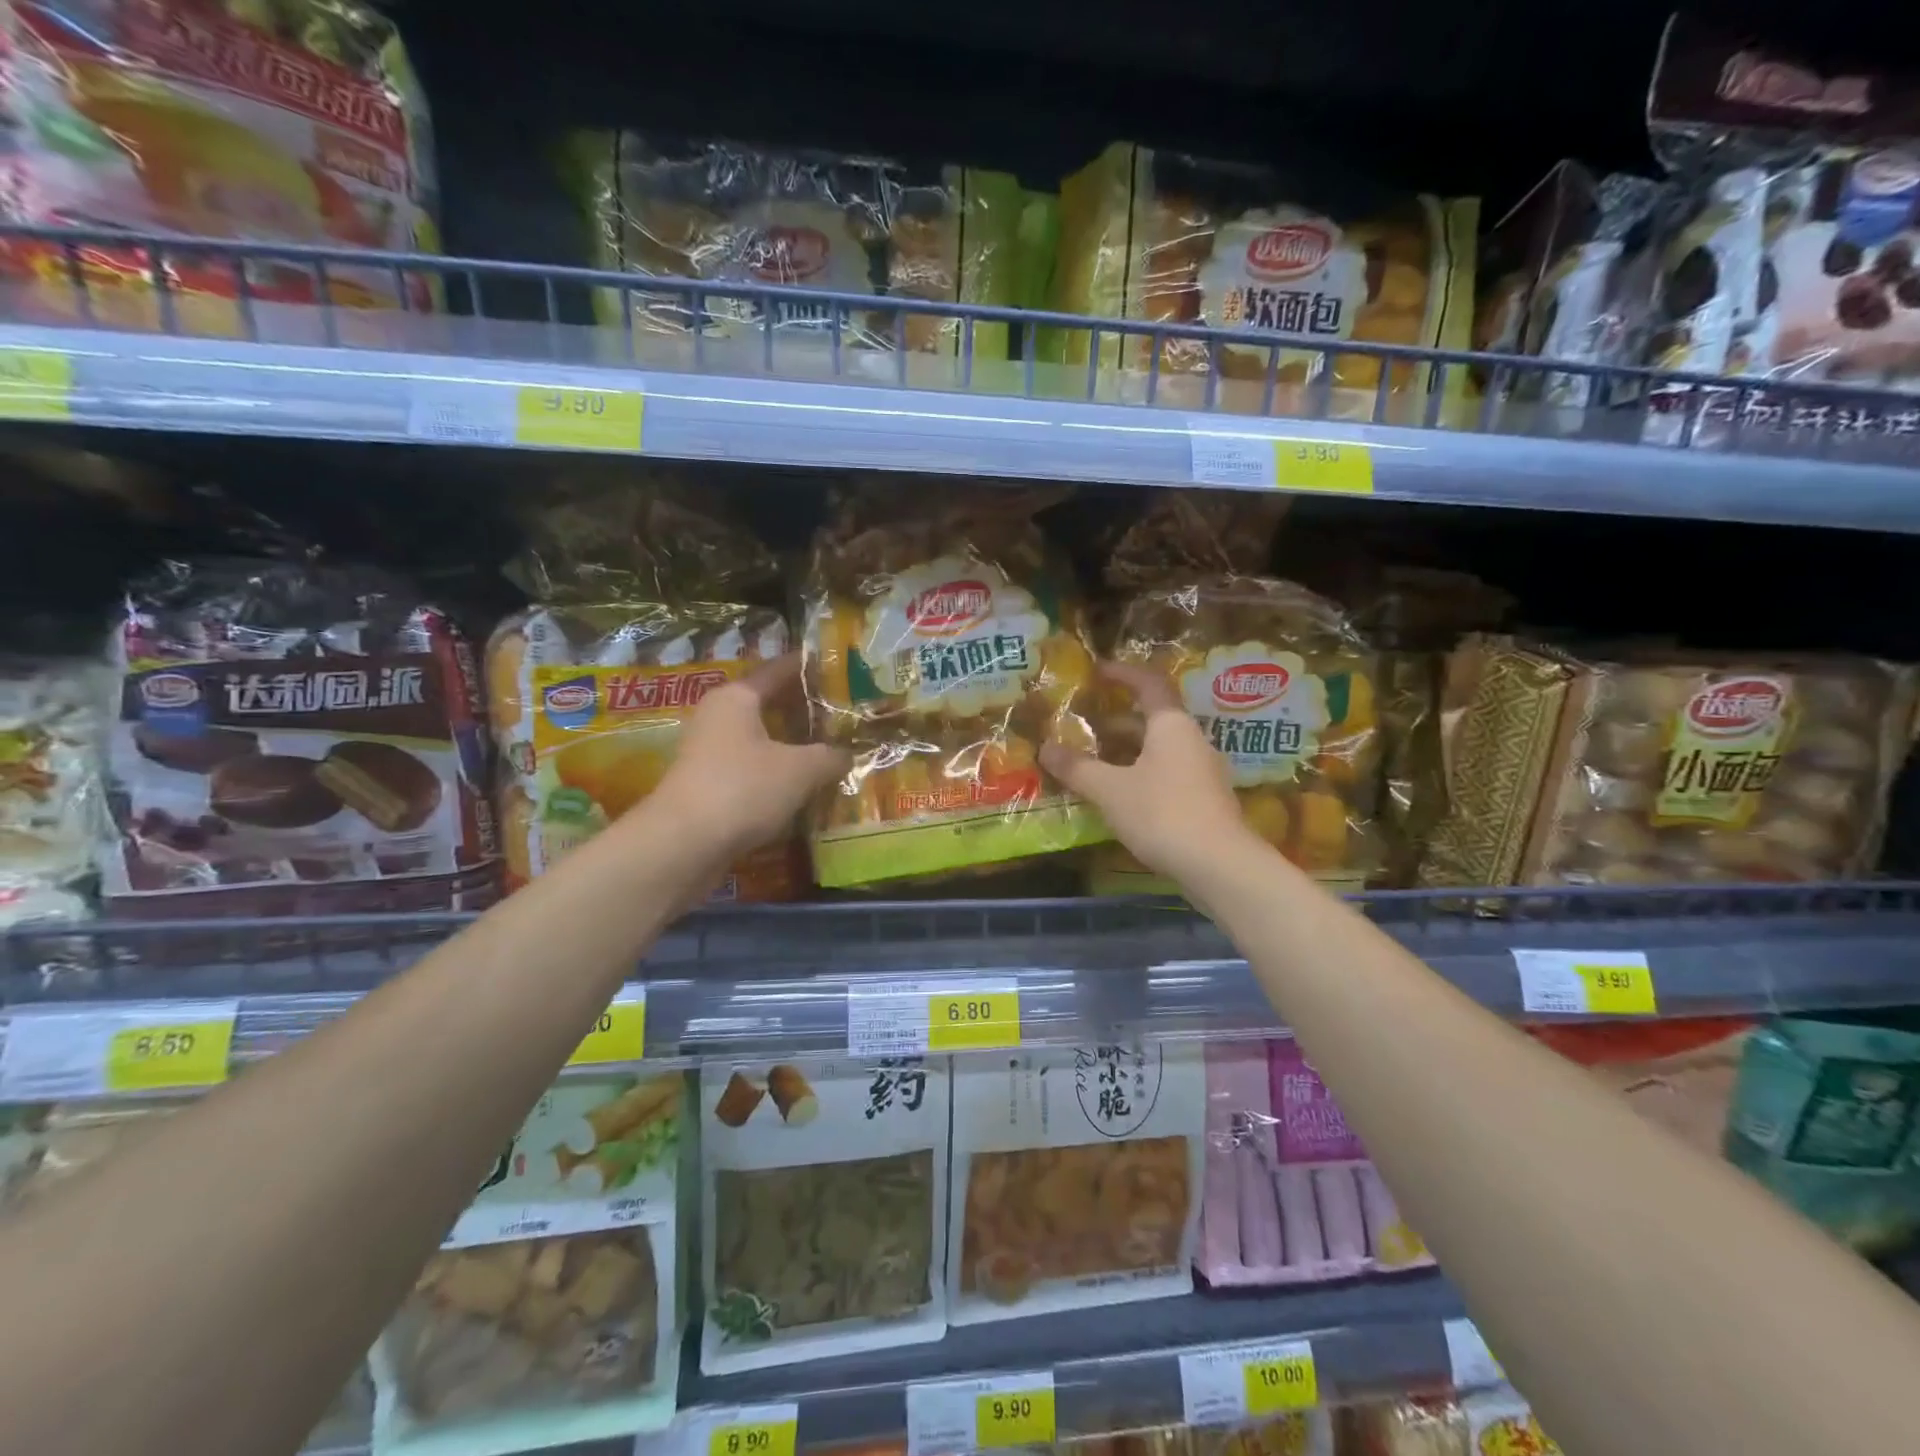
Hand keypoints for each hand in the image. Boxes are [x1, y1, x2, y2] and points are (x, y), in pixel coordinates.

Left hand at [643, 654, 849, 864]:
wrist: (684, 845)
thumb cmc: (743, 788)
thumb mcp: (801, 770)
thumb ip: (830, 756)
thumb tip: (848, 753)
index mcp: (737, 698)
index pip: (778, 671)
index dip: (808, 668)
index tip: (835, 666)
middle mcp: (718, 717)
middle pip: (767, 705)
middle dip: (803, 710)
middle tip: (842, 714)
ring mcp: (708, 753)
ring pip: (759, 740)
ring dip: (790, 745)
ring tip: (828, 751)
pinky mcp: (707, 787)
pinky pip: (750, 770)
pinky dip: (775, 773)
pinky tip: (801, 786)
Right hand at [1039, 661, 1258, 884]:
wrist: (1219, 866)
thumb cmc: (1162, 813)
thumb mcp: (1110, 790)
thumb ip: (1077, 767)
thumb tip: (1045, 748)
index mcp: (1172, 726)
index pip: (1149, 684)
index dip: (1124, 673)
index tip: (1099, 670)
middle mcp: (1192, 741)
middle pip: (1154, 719)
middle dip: (1118, 719)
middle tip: (1087, 723)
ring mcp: (1203, 772)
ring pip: (1160, 749)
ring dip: (1129, 749)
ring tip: (1096, 760)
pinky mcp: (1205, 801)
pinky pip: (1168, 774)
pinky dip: (1141, 774)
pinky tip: (1121, 795)